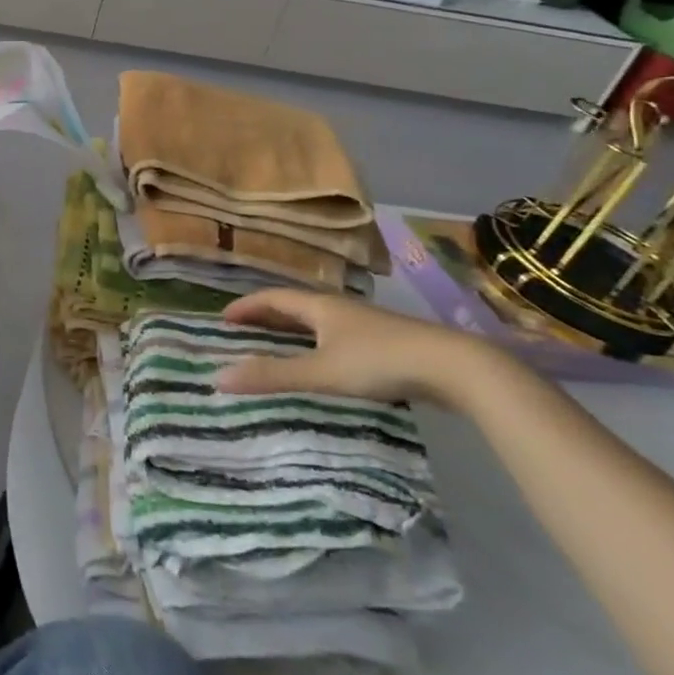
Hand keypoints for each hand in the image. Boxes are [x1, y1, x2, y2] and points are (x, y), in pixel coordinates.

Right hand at [215, 287, 504, 409]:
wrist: (454, 366)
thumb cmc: (380, 362)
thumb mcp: (321, 372)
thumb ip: (272, 375)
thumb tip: (218, 377)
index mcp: (320, 307)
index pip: (273, 297)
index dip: (246, 306)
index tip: (222, 318)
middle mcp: (340, 308)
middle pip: (294, 306)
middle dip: (266, 316)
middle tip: (241, 331)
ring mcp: (365, 325)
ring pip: (318, 322)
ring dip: (292, 330)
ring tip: (274, 345)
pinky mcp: (385, 343)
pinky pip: (337, 337)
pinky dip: (316, 344)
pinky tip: (322, 363)